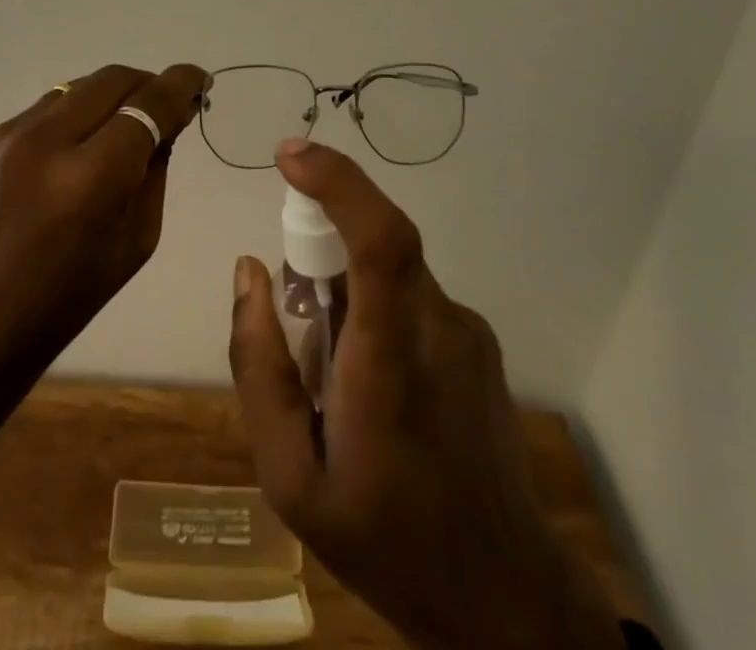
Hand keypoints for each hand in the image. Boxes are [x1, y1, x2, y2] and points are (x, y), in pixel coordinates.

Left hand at [0, 62, 208, 392]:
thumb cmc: (67, 297)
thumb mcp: (135, 240)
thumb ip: (155, 169)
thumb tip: (168, 119)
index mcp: (89, 179)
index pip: (148, 106)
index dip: (181, 84)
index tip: (200, 79)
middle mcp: (47, 142)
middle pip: (113, 80)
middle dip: (147, 84)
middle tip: (164, 105)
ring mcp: (10, 135)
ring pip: (79, 86)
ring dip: (111, 96)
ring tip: (122, 124)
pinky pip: (48, 107)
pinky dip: (76, 114)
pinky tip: (78, 144)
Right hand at [229, 141, 622, 649]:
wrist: (506, 601)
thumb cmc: (386, 540)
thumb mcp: (290, 477)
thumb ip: (258, 366)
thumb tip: (249, 270)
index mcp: (391, 357)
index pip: (379, 237)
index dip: (336, 181)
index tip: (288, 155)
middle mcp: (438, 325)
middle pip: (376, 242)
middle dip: (320, 247)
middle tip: (295, 312)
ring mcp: (467, 331)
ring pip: (389, 272)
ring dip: (348, 294)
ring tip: (336, 383)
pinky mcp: (479, 342)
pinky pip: (410, 298)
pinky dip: (376, 313)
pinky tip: (375, 390)